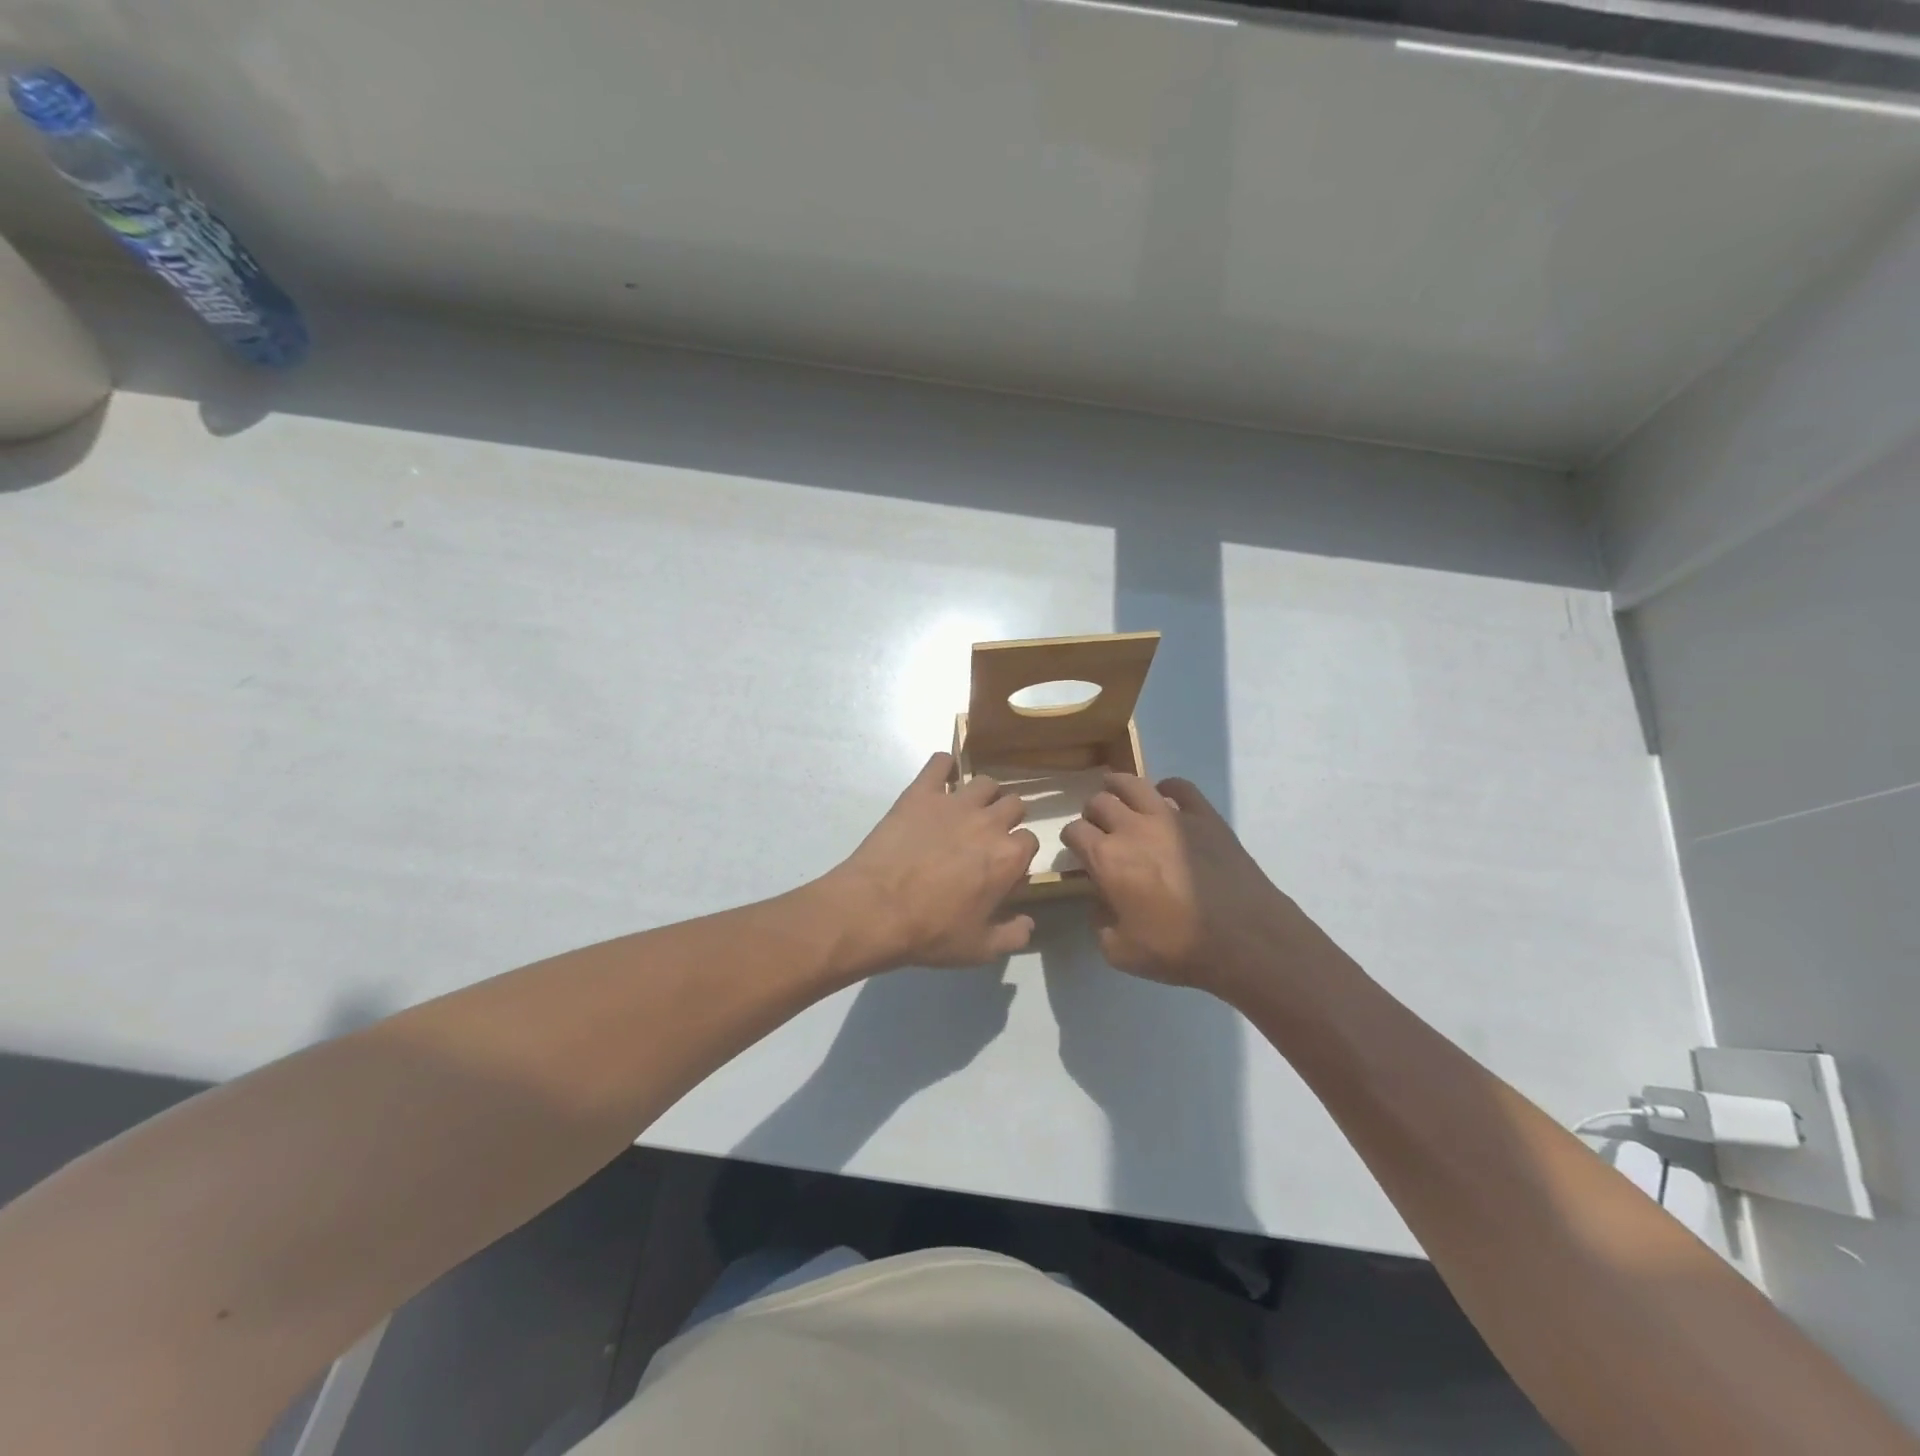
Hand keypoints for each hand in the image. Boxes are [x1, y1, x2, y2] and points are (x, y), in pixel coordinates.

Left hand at [826, 753, 1039, 970]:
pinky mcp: (921, 792)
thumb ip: (1012, 936)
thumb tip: (1029, 924)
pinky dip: (944, 766)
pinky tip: (940, 779)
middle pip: (1014, 804)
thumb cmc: (931, 932)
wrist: (876, 909)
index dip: (1018, 854)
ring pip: (985, 782)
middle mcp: (989, 822)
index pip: (1030, 841)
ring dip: (983, 794)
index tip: (1003, 866)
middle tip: (987, 835)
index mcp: (1008, 856)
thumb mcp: (979, 948)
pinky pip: (940, 763)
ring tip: (968, 809)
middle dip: (1007, 817)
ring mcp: (954, 802)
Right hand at [1059, 774, 1331, 998]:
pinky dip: (1167, 788)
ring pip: (1133, 784)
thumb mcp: (1119, 951)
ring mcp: (1170, 816)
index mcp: (1106, 858)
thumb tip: (1101, 901)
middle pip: (1099, 802)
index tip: (1077, 849)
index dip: (1071, 839)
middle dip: (1092, 812)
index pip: (1074, 832)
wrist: (1243, 939)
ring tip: (1118, 793)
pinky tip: (1165, 798)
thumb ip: (1099, 921)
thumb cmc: (1177, 948)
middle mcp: (1131, 828)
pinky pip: (1180, 787)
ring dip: (1118, 786)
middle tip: (1099, 826)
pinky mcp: (1204, 815)